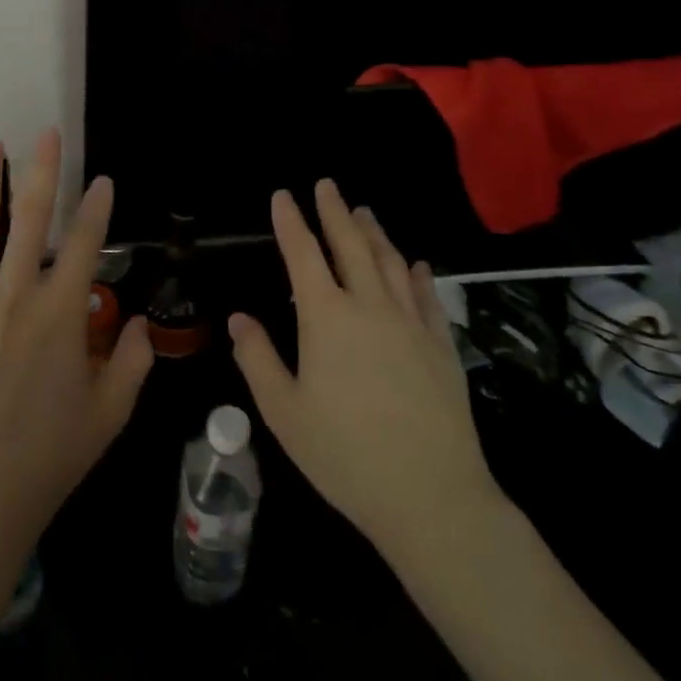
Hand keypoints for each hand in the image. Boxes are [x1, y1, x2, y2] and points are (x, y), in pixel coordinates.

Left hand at [0, 129, 153, 555]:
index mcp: (61, 314)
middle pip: (32, 219)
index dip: (97, 207)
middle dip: (43, 171)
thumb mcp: (109, 415)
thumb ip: (133, 363)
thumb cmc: (47, 459)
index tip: (102, 180)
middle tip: (45, 134)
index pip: (86, 243)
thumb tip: (143, 325)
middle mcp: (15, 296)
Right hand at [229, 181, 501, 561]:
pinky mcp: (441, 344)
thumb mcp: (284, 413)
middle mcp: (369, 305)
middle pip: (350, 244)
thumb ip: (258, 359)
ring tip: (364, 211)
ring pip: (390, 261)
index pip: (302, 254)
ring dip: (374, 231)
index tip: (282, 195)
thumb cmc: (345, 455)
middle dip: (335, 210)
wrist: (431, 495)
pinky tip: (416, 263)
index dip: (290, 221)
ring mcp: (410, 321)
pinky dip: (417, 273)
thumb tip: (238, 319)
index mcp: (326, 317)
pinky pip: (428, 295)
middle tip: (327, 185)